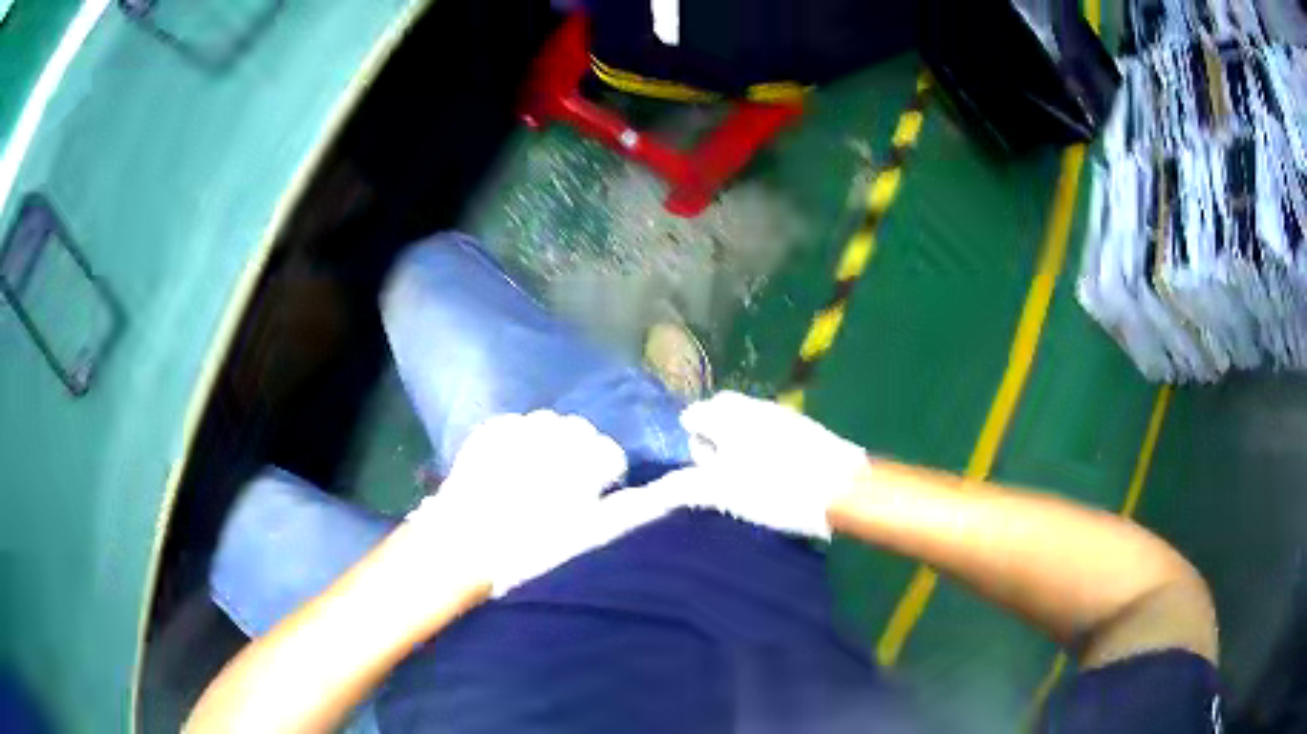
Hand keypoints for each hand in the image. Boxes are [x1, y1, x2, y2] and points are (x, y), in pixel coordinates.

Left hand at [404, 411, 675, 596]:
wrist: (467, 545)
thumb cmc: (534, 548)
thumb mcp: (591, 532)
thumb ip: (634, 506)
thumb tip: (667, 488)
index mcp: (587, 461)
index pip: (611, 454)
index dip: (604, 478)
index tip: (592, 497)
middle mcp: (558, 434)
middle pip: (581, 432)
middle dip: (576, 454)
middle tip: (559, 487)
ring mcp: (521, 427)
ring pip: (548, 424)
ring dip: (546, 443)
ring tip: (531, 474)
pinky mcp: (491, 428)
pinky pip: (515, 426)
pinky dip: (516, 442)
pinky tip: (505, 468)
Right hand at [679, 391, 869, 539]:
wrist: (841, 488)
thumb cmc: (775, 490)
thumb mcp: (721, 491)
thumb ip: (683, 484)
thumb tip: (655, 487)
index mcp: (727, 415)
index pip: (695, 415)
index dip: (692, 440)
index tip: (699, 468)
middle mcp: (752, 406)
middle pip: (721, 411)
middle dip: (714, 434)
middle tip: (718, 470)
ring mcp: (782, 414)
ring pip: (747, 419)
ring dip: (739, 439)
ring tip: (746, 474)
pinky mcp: (805, 427)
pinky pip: (771, 428)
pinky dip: (763, 444)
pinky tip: (774, 471)